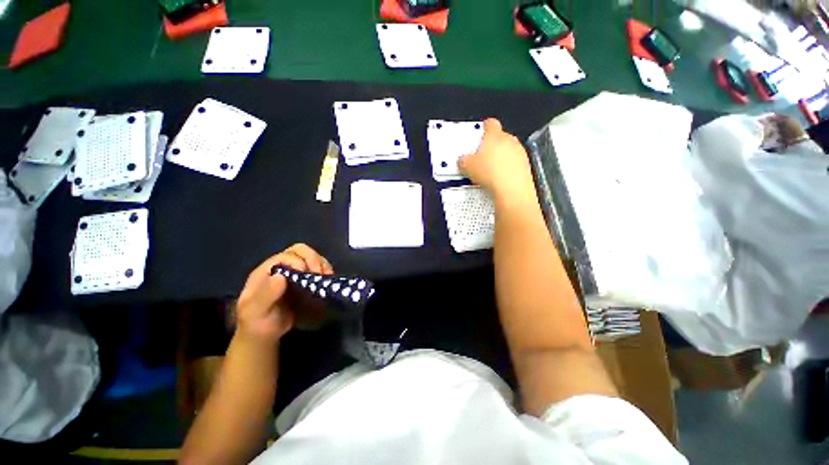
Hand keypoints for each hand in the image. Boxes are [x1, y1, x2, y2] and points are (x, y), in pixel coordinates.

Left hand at [235, 244, 333, 342]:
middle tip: (321, 274)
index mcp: (267, 271)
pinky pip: (318, 269)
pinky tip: (328, 281)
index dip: (299, 261)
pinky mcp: (305, 281)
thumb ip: (265, 295)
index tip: (308, 274)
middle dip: (314, 259)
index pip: (286, 256)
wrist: (263, 336)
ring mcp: (294, 274)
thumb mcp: (255, 312)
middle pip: (300, 251)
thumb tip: (281, 276)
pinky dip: (325, 272)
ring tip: (327, 278)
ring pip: (312, 258)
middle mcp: (281, 268)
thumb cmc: (256, 324)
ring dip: (322, 265)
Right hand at [459, 119, 535, 201]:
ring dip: (500, 159)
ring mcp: (520, 153)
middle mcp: (510, 140)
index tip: (480, 133)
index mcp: (495, 135)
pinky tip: (498, 180)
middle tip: (480, 158)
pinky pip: (514, 164)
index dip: (484, 128)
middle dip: (491, 146)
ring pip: (508, 151)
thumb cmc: (492, 173)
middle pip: (499, 138)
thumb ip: (463, 160)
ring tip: (488, 172)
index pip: (490, 124)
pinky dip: (507, 169)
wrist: (511, 190)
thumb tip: (463, 160)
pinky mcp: (525, 166)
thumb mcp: (467, 166)